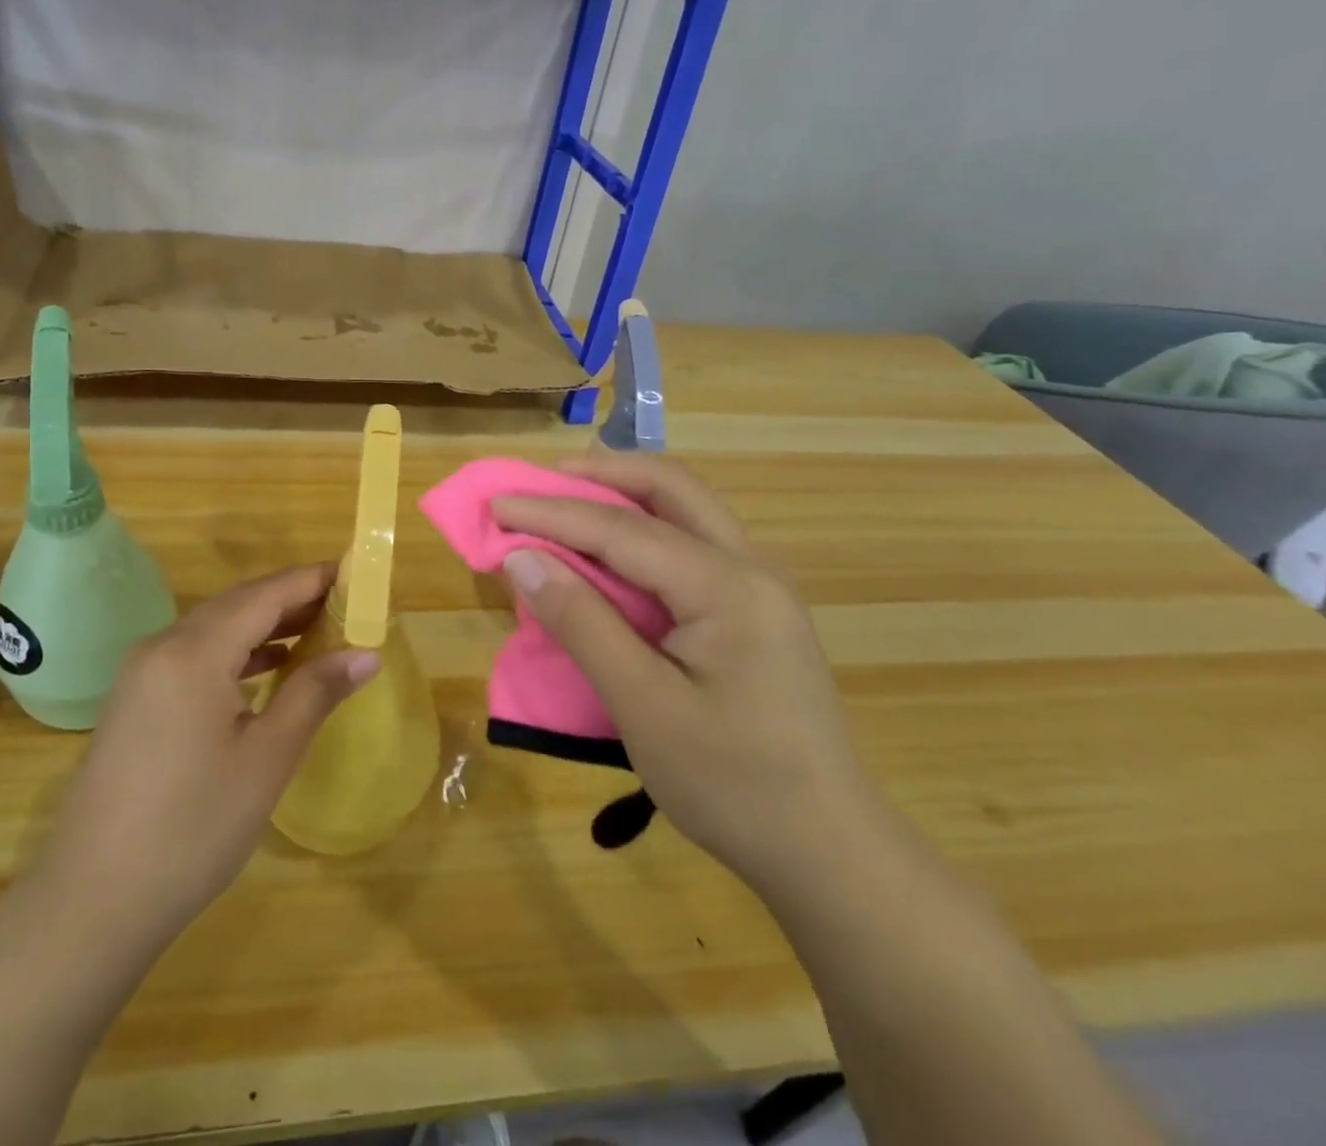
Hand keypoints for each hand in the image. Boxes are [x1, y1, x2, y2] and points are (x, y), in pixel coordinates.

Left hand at [27, 563, 378, 952]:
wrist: (93, 902)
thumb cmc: (193, 827)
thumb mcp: (267, 758)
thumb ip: (315, 693)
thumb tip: (367, 653)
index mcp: (193, 651)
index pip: (264, 594)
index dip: (311, 579)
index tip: (354, 573)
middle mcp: (161, 646)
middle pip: (236, 604)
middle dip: (291, 599)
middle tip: (345, 605)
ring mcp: (141, 673)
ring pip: (213, 628)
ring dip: (263, 626)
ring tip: (316, 631)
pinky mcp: (134, 700)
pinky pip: (193, 655)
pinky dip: (234, 652)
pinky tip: (265, 669)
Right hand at [494, 453, 884, 898]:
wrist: (829, 850)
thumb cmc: (733, 784)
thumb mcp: (644, 707)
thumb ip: (581, 623)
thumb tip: (521, 559)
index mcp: (728, 587)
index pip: (623, 529)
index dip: (553, 512)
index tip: (497, 503)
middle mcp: (751, 568)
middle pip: (671, 489)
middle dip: (602, 474)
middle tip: (541, 482)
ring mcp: (759, 587)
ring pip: (686, 510)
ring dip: (624, 496)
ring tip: (567, 503)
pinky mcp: (754, 610)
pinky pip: (691, 544)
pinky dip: (642, 530)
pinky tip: (612, 552)